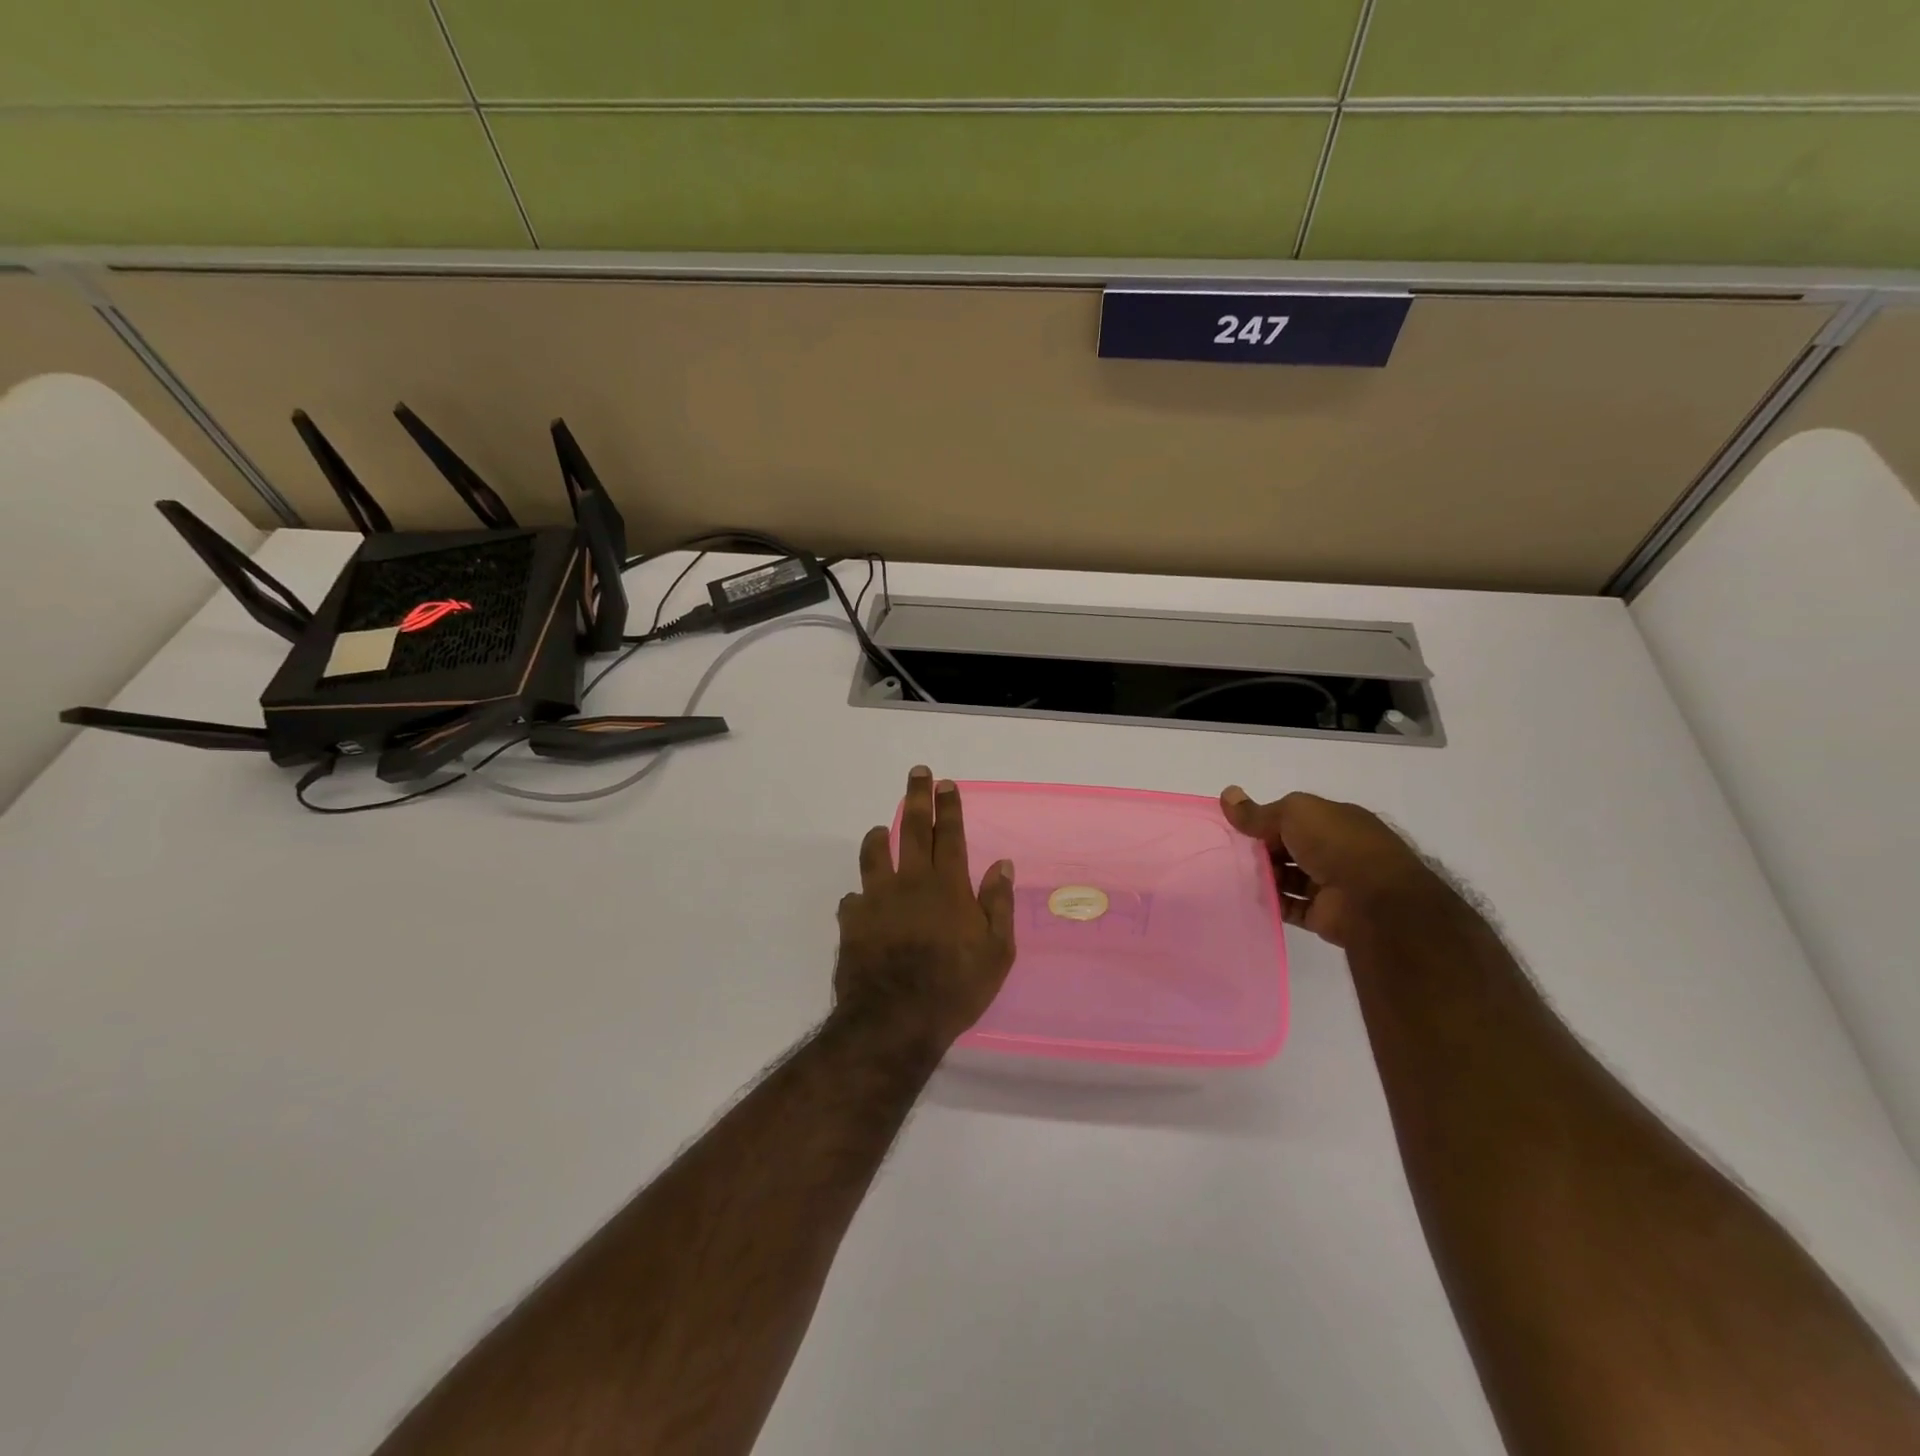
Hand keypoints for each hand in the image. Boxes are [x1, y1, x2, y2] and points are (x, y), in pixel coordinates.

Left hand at [835, 767, 1016, 1049]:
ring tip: (880, 830)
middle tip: (918, 773)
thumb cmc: (955, 987)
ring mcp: (877, 898)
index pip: (951, 835)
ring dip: (879, 836)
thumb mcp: (996, 952)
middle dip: (917, 797)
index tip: (946, 783)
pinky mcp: (852, 920)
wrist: (895, 1019)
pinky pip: (854, 898)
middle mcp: (911, 882)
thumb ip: (998, 904)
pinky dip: (861, 896)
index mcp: (948, 886)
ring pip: (874, 853)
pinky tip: (863, 904)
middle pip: (913, 829)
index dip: (950, 807)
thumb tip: (1002, 865)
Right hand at [1220, 787, 1445, 947]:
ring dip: (1264, 876)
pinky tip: (1248, 898)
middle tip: (1230, 853)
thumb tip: (1227, 794)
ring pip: (1288, 877)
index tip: (1238, 828)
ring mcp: (1331, 883)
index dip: (1266, 821)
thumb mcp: (1294, 813)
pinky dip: (1271, 903)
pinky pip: (1290, 907)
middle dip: (1262, 850)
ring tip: (1233, 876)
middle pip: (1289, 848)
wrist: (1373, 899)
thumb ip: (1258, 812)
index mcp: (1335, 821)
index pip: (1294, 818)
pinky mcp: (1323, 914)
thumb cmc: (1336, 843)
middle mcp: (1336, 850)